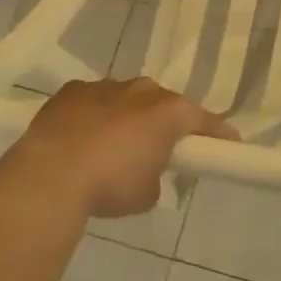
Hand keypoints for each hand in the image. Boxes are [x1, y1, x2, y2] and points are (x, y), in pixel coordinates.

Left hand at [17, 78, 234, 217]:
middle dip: (166, 123)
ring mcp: (104, 86)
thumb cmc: (111, 185)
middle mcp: (142, 90)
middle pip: (164, 104)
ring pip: (127, 99)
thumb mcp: (148, 193)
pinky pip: (94, 102)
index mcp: (169, 112)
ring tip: (116, 145)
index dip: (218, 134)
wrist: (51, 175)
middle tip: (162, 149)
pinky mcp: (72, 91)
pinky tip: (84, 138)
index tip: (229, 144)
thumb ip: (158, 175)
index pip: (205, 120)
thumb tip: (149, 171)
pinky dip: (95, 116)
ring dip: (128, 117)